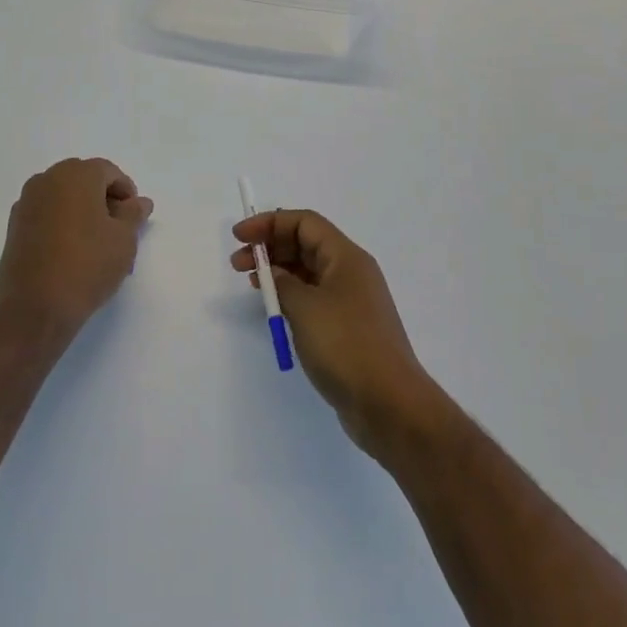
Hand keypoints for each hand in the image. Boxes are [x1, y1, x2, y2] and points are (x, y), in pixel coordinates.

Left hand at [0, 158, 151, 339]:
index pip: (109, 172)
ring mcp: (26, 203)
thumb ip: (134, 214)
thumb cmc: (87, 265)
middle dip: (104, 200)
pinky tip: (73, 253)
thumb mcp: (124, 239)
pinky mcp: (14, 228)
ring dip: (83, 213)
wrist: (34, 309)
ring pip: (64, 198)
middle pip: (84, 180)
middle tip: (119, 231)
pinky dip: (63, 224)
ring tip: (98, 246)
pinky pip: (47, 214)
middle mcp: (47, 180)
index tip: (134, 220)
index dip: (126, 193)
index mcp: (75, 174)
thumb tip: (139, 202)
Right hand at [231, 209, 436, 455]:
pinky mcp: (347, 328)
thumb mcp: (305, 307)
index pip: (305, 223)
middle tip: (238, 263)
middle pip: (306, 244)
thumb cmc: (346, 345)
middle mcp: (351, 272)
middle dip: (270, 246)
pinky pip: (313, 298)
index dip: (270, 223)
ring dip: (278, 272)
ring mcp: (351, 301)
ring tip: (251, 283)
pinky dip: (290, 295)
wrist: (389, 403)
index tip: (239, 237)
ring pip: (308, 272)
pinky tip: (274, 308)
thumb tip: (274, 273)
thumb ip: (282, 283)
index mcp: (346, 257)